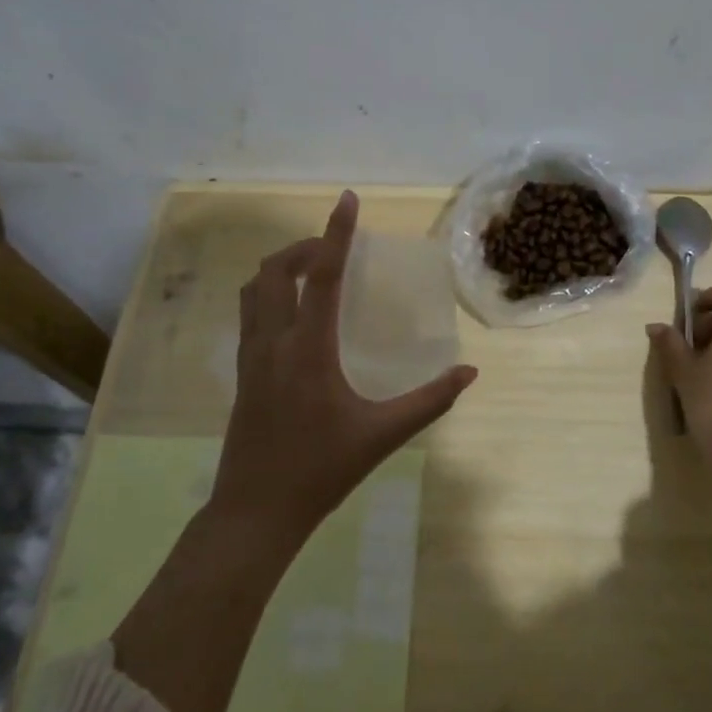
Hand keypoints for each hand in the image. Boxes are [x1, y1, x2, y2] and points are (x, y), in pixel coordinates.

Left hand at [209, 190, 477, 550]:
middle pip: (276, 271)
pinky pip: (249, 313)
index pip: (323, 277)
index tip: (348, 199)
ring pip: (254, 290)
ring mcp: (250, 357)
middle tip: (335, 248)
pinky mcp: (241, 373)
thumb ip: (430, 400)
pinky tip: (293, 313)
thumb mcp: (383, 435)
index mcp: (308, 350)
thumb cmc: (321, 470)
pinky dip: (269, 293)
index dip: (337, 234)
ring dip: (281, 268)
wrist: (255, 512)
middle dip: (304, 247)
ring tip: (312, 271)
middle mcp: (273, 342)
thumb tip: (469, 372)